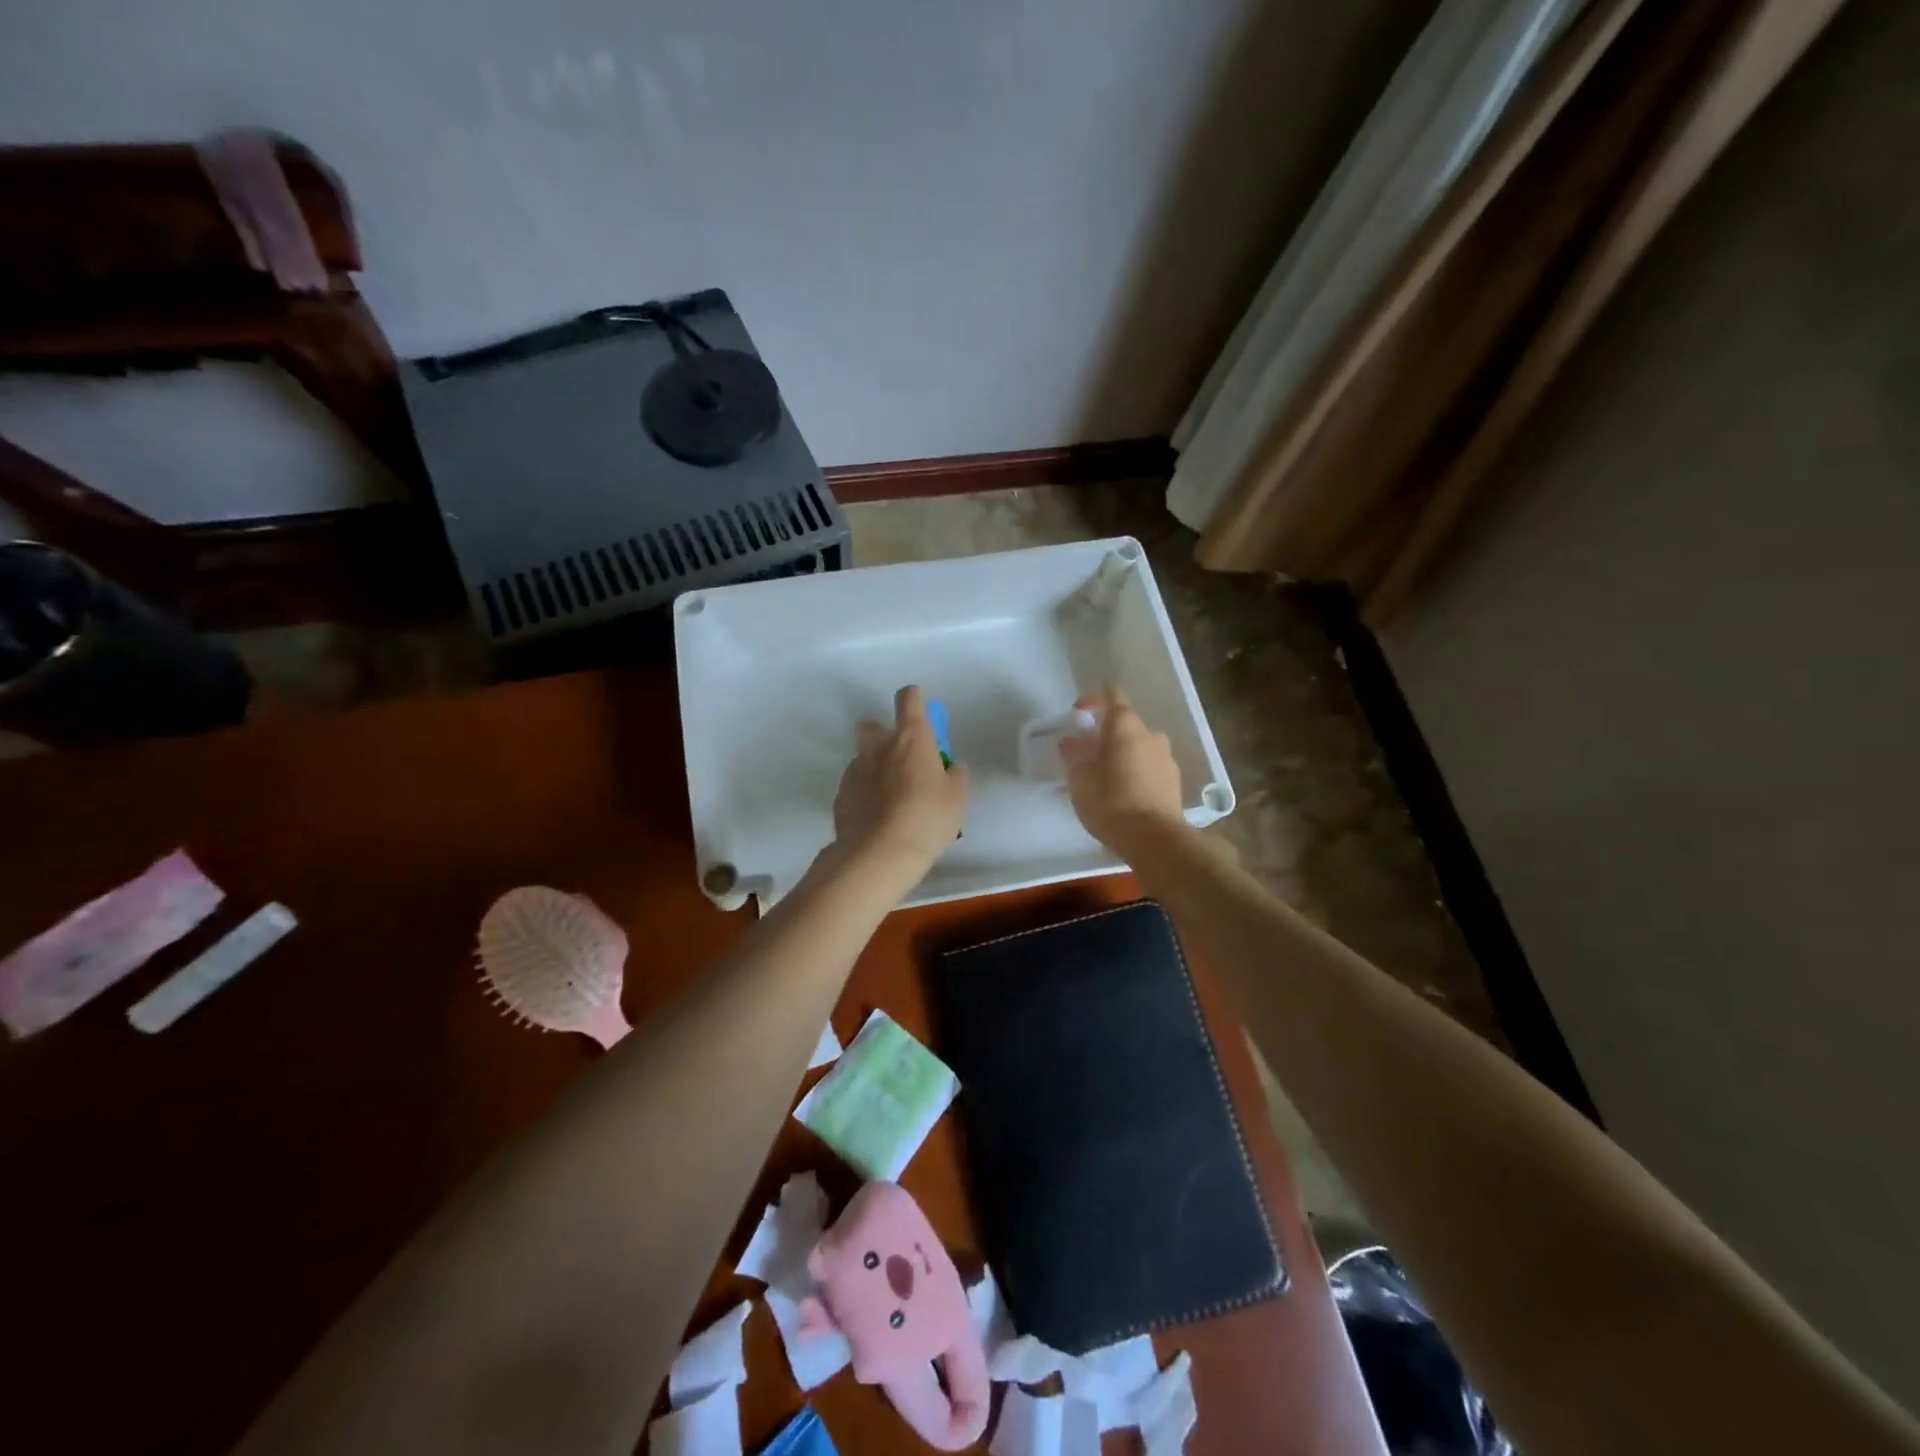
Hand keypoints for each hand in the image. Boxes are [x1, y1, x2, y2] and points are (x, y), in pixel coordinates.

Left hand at [832, 685, 969, 882]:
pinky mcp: (840, 796)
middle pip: (872, 725)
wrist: (879, 853)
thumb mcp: (957, 797)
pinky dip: (864, 793)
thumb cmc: (927, 818)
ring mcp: (855, 771)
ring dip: (874, 767)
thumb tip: (950, 768)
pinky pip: (854, 786)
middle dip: (883, 732)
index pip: (909, 700)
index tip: (918, 705)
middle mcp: (878, 747)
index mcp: (911, 738)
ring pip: (863, 758)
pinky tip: (875, 816)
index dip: (914, 698)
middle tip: (901, 757)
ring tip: (890, 796)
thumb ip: (955, 776)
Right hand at [1059, 688, 1186, 860]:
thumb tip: (1070, 741)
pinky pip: (1148, 768)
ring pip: (1137, 748)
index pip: (1112, 695)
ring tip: (1102, 780)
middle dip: (1104, 735)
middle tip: (1085, 755)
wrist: (1154, 839)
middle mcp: (1150, 734)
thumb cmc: (1110, 801)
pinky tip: (1120, 795)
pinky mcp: (1174, 781)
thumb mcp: (1079, 778)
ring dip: (1120, 756)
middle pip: (1124, 725)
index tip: (1079, 714)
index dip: (1094, 699)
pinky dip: (1133, 773)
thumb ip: (1073, 755)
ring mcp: (1166, 758)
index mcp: (1125, 725)